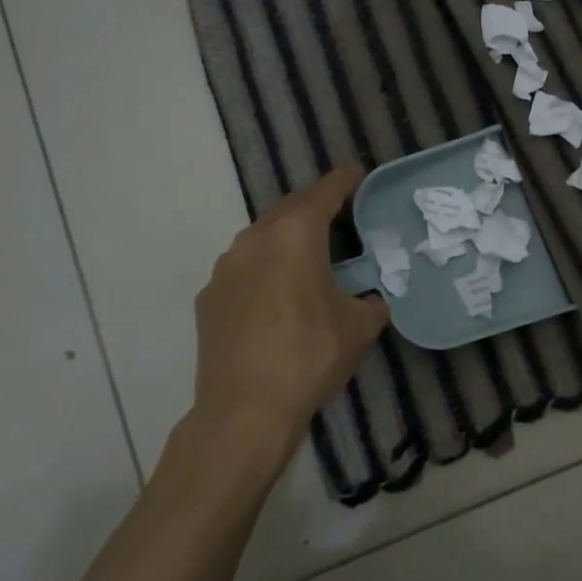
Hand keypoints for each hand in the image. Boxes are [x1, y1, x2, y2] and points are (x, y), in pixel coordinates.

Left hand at [192, 165, 390, 453]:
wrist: (244, 409)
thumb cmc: (309, 357)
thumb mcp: (359, 327)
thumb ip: (372, 302)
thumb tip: (372, 300)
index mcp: (295, 235)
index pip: (324, 193)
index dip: (345, 180)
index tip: (358, 171)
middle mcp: (254, 239)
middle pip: (289, 209)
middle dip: (315, 206)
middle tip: (340, 214)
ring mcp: (225, 267)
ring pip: (262, 237)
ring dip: (286, 237)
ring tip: (309, 254)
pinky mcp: (209, 296)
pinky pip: (243, 269)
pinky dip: (264, 268)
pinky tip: (276, 294)